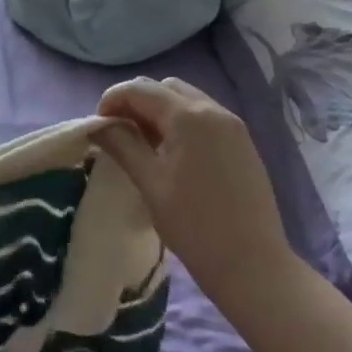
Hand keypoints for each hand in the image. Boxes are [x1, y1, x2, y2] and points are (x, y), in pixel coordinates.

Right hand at [93, 77, 293, 309]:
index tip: (98, 125)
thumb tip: (99, 125)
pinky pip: (204, 116)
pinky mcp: (242, 142)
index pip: (140, 89)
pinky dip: (182, 122)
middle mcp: (213, 109)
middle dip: (137, 102)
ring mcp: (232, 124)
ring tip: (144, 144)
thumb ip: (123, 145)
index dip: (112, 100)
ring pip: (186, 99)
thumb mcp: (150, 183)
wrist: (253, 265)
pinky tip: (173, 154)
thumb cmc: (194, 226)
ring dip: (160, 111)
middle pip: (165, 87)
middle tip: (120, 133)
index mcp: (188, 116)